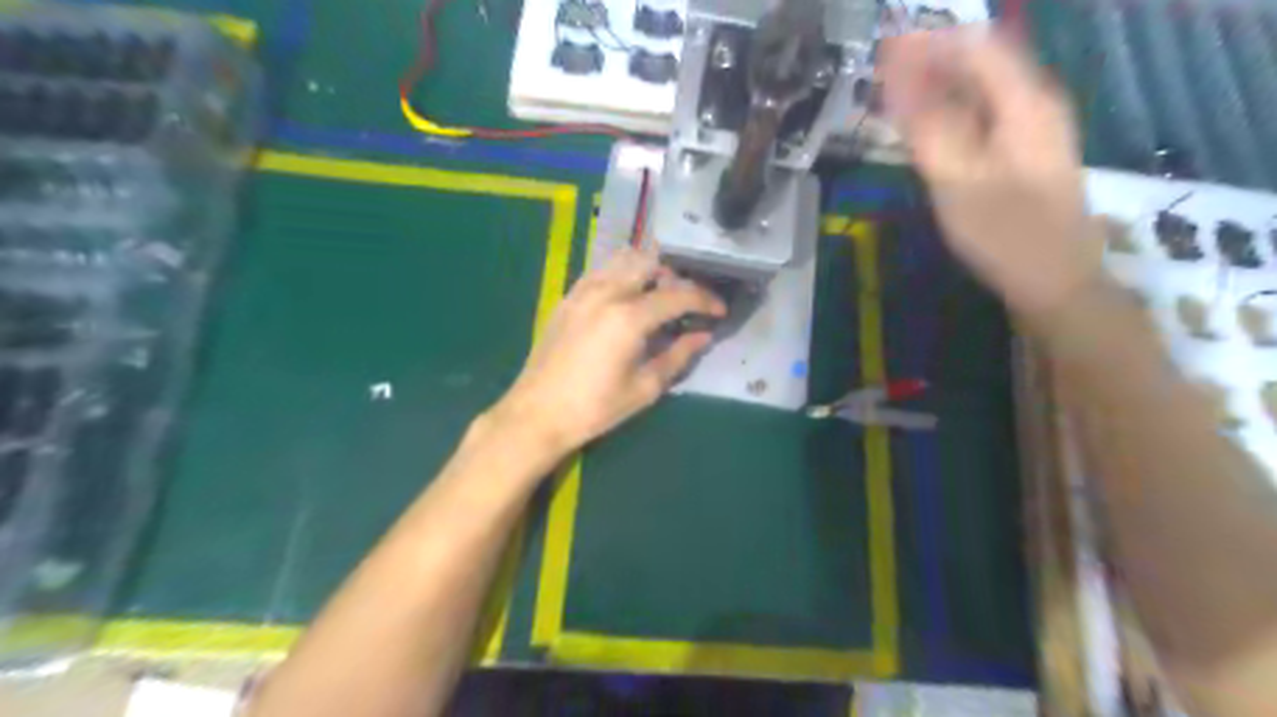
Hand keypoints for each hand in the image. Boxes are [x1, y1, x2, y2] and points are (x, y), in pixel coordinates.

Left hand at [489, 249, 728, 455]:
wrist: (538, 413)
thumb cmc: (596, 408)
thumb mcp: (645, 388)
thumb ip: (678, 356)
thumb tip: (704, 336)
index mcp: (629, 317)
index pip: (678, 294)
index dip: (705, 299)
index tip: (719, 311)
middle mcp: (607, 292)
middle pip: (650, 263)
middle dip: (675, 276)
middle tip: (686, 301)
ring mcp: (583, 291)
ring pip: (622, 259)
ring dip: (648, 269)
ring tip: (658, 294)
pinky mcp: (567, 298)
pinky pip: (600, 270)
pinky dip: (621, 273)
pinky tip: (626, 295)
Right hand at [885, 27, 1102, 318]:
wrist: (1056, 282)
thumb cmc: (1005, 234)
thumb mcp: (958, 180)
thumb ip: (927, 126)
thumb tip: (896, 77)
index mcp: (1024, 103)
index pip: (974, 46)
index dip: (927, 43)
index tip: (881, 52)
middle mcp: (1034, 105)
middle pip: (981, 64)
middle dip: (930, 62)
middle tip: (880, 77)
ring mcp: (1033, 131)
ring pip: (981, 91)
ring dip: (938, 89)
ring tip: (895, 101)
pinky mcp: (1025, 156)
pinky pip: (984, 117)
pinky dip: (951, 115)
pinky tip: (927, 131)